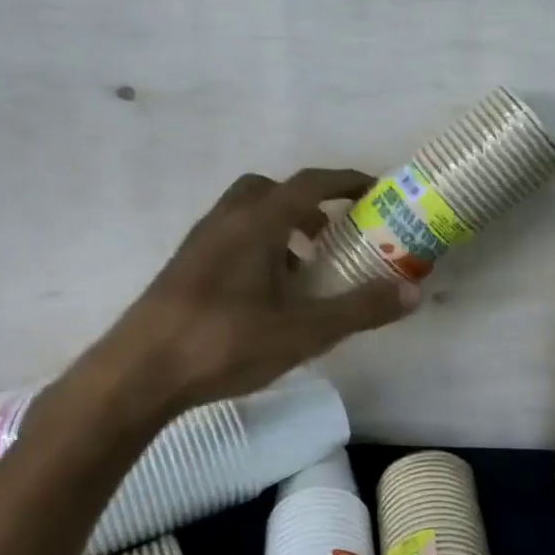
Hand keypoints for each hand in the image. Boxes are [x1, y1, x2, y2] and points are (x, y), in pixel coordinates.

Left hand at [67, 169, 418, 415]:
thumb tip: (414, 292)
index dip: (345, 181)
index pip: (309, 183)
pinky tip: (265, 297)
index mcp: (258, 222)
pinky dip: (257, 249)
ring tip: (303, 273)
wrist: (140, 373)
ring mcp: (200, 243)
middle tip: (332, 234)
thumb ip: (360, 308)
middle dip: (307, 204)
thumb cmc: (226, 343)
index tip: (374, 189)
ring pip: (247, 216)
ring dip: (281, 229)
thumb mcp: (305, 331)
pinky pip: (230, 239)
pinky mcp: (184, 268)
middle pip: (271, 191)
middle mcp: (227, 220)